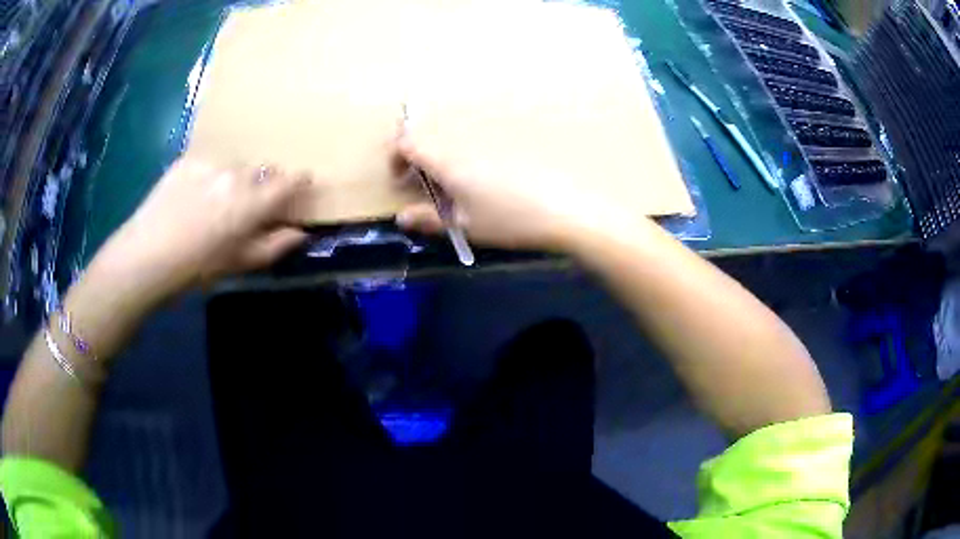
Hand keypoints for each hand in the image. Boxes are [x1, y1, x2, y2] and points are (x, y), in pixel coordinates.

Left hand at [93, 157, 310, 300]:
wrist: (146, 255)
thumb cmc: (197, 268)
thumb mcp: (240, 264)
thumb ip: (275, 246)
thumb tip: (300, 232)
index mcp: (253, 201)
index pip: (290, 181)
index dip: (299, 181)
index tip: (301, 184)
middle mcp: (237, 173)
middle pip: (263, 169)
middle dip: (264, 183)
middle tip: (251, 203)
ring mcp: (211, 163)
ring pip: (236, 164)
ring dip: (237, 177)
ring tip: (218, 199)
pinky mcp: (188, 159)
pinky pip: (211, 162)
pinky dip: (211, 175)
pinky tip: (195, 194)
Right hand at [394, 131, 632, 251]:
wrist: (566, 209)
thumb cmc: (509, 220)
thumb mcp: (465, 225)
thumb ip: (429, 219)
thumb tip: (402, 217)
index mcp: (448, 159)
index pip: (408, 142)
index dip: (395, 156)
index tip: (399, 178)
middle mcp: (466, 140)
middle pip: (430, 136)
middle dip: (419, 157)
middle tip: (426, 185)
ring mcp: (491, 136)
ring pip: (454, 138)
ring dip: (444, 157)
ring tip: (457, 187)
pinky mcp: (512, 138)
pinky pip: (478, 140)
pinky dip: (469, 155)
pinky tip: (488, 180)